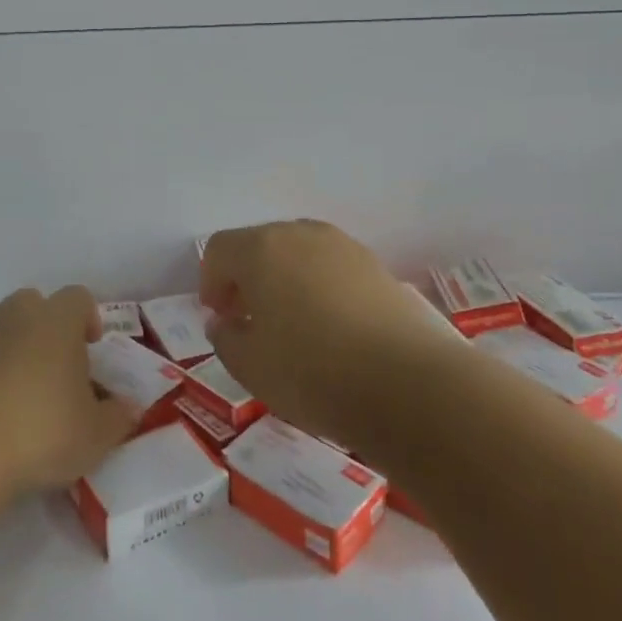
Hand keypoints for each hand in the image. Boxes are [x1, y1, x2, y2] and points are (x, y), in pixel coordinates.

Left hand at [0, 286, 139, 499]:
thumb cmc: (37, 434)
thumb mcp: (94, 438)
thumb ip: (117, 418)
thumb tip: (128, 407)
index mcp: (55, 320)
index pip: (79, 298)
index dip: (87, 318)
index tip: (90, 348)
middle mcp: (11, 311)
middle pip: (33, 305)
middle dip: (43, 330)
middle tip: (49, 373)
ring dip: (3, 345)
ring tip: (7, 390)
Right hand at [199, 220, 460, 446]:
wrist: (411, 386)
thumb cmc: (313, 373)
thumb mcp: (249, 367)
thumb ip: (225, 338)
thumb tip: (225, 322)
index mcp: (260, 249)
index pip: (219, 249)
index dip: (210, 282)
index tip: (220, 319)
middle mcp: (300, 234)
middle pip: (258, 245)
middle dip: (246, 278)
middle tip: (249, 322)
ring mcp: (344, 247)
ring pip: (298, 254)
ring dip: (284, 280)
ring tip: (293, 327)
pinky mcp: (377, 267)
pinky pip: (332, 268)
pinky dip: (320, 288)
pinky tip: (331, 330)